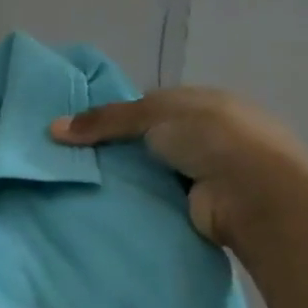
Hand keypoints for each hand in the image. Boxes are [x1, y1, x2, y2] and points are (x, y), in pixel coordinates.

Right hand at [51, 87, 307, 249]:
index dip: (117, 114)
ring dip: (126, 177)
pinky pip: (156, 198)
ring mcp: (205, 172)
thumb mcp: (153, 114)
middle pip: (148, 139)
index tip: (81, 129)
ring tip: (80, 183)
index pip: (151, 104)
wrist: (255, 194)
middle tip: (72, 158)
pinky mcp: (198, 205)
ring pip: (151, 170)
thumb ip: (104, 120)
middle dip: (116, 149)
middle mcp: (206, 135)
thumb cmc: (211, 137)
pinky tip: (106, 204)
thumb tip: (53, 128)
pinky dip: (136, 200)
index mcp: (203, 102)